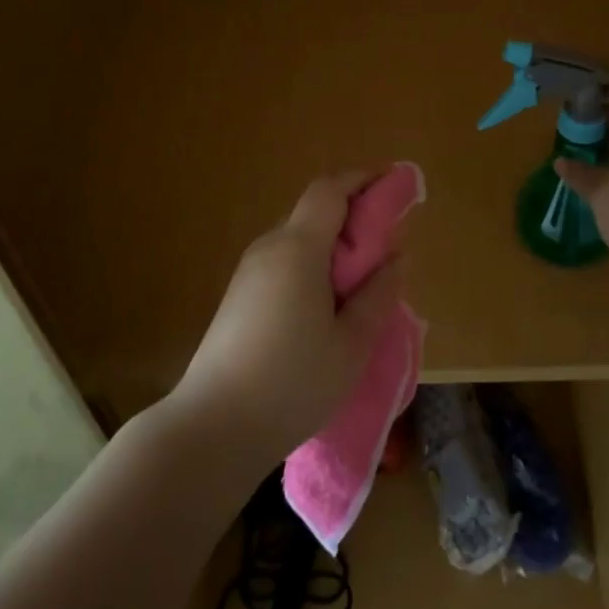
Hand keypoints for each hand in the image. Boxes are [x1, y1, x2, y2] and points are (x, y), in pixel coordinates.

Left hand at [172, 172, 403, 467]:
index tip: (394, 187)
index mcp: (298, 248)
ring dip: (333, 248)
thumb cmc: (292, 384)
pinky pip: (284, 263)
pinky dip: (312, 268)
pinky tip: (327, 309)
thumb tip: (395, 257)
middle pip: (315, 213)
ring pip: (299, 240)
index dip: (363, 180)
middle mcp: (269, 248)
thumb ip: (378, 294)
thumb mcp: (351, 344)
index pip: (330, 190)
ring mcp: (249, 272)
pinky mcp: (239, 296)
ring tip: (362, 286)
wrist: (212, 428)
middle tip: (386, 250)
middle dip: (353, 219)